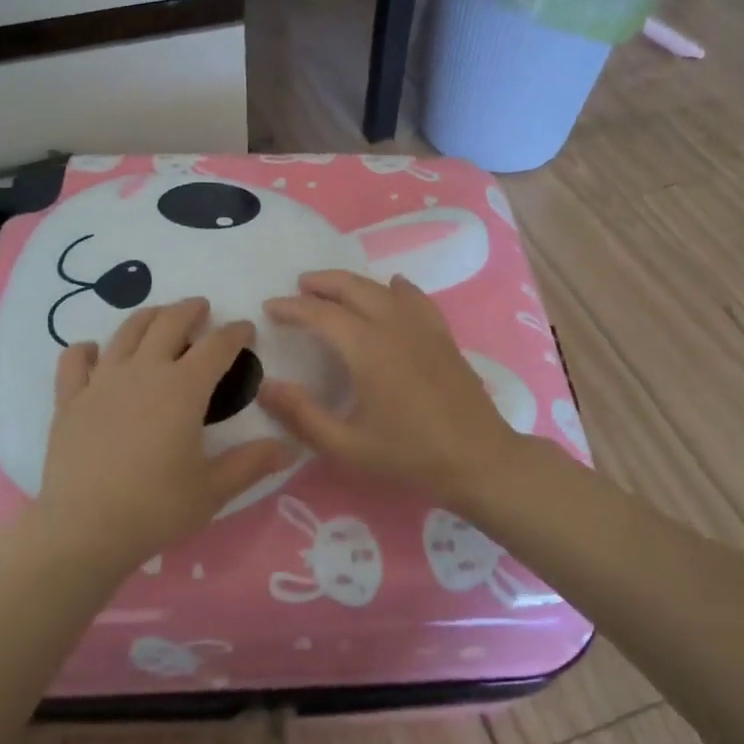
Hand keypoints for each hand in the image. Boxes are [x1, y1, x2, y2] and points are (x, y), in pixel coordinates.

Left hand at [36, 297, 292, 573]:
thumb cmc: (156, 508)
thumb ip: (252, 464)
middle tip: (201, 308)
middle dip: (190, 310)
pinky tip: (95, 353)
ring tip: (159, 317)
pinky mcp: (70, 399)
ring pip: (126, 332)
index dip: (235, 333)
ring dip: (148, 317)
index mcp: (183, 389)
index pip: (216, 346)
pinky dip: (87, 350)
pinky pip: (75, 360)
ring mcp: (102, 381)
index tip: (246, 330)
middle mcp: (143, 372)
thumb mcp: (213, 490)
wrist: (84, 530)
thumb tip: (289, 448)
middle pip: (168, 323)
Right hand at [260, 271, 525, 506]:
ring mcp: (423, 327)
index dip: (292, 308)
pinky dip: (397, 288)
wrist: (478, 460)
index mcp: (367, 348)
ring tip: (333, 289)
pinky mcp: (443, 336)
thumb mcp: (346, 445)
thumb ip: (302, 414)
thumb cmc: (409, 455)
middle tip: (298, 288)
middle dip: (322, 283)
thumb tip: (265, 385)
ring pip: (382, 288)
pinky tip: (393, 288)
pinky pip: (416, 298)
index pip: (321, 314)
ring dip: (353, 283)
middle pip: (352, 288)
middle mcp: (394, 325)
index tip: (269, 308)